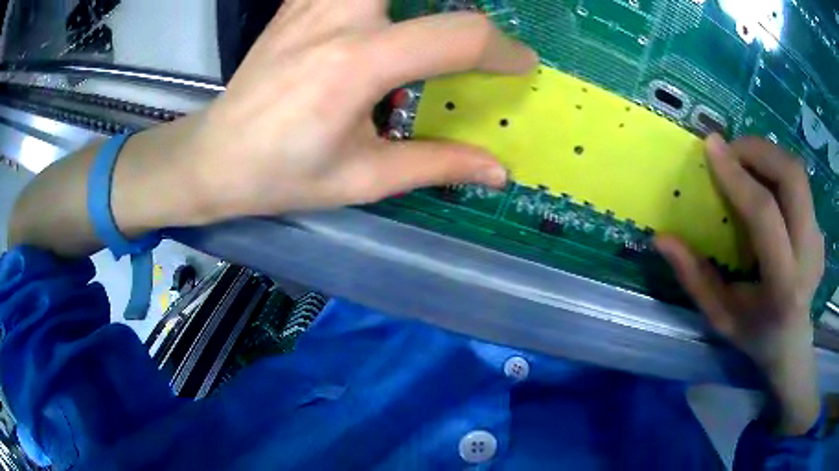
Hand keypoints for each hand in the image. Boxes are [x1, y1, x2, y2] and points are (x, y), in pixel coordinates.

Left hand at [176, 0, 535, 221]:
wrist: (215, 157)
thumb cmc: (282, 175)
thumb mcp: (362, 180)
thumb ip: (436, 165)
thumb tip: (496, 169)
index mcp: (357, 65)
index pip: (457, 36)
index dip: (502, 49)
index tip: (519, 64)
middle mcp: (336, 18)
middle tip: (469, 31)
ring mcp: (312, 3)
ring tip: (426, 18)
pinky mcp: (297, 2)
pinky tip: (380, 13)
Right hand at [656, 135, 823, 434]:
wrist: (792, 344)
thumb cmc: (754, 335)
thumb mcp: (719, 317)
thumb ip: (694, 278)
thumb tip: (662, 238)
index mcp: (783, 285)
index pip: (764, 213)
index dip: (737, 175)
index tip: (711, 146)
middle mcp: (808, 254)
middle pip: (792, 177)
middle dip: (758, 151)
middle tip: (730, 150)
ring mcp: (818, 238)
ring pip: (798, 172)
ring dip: (767, 155)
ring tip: (743, 161)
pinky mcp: (819, 228)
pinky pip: (799, 183)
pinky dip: (777, 170)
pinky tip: (762, 183)